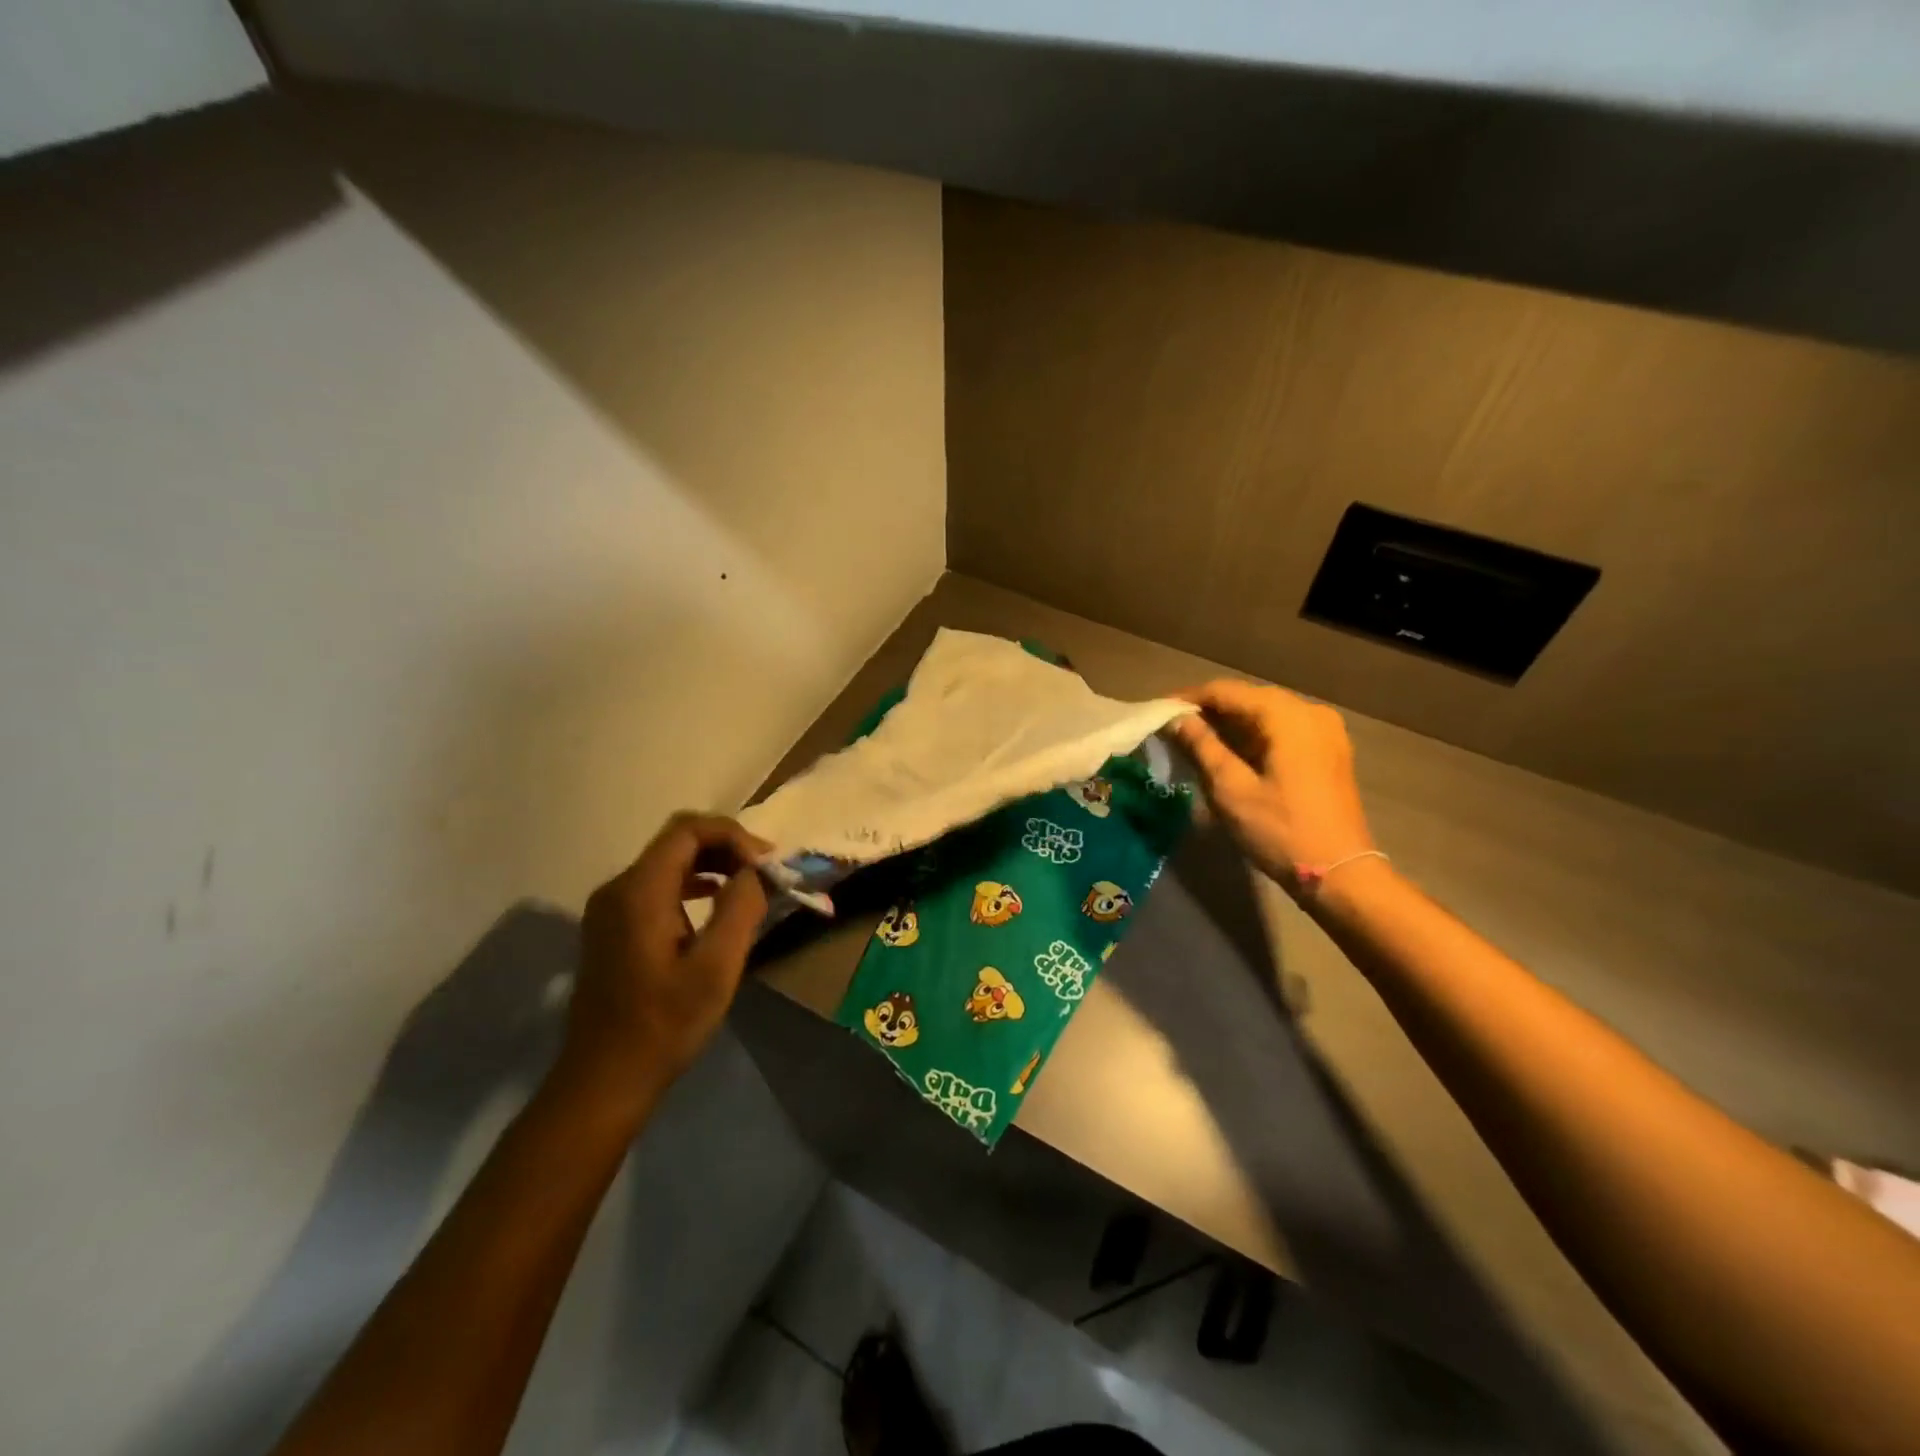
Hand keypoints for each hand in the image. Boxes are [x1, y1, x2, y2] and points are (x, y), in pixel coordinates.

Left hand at [557, 813, 770, 1114]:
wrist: (604, 1079)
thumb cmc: (664, 1024)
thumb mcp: (716, 968)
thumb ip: (740, 909)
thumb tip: (754, 872)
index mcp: (639, 892)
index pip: (687, 830)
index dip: (732, 835)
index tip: (765, 863)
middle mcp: (618, 888)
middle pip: (677, 841)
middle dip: (726, 847)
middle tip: (764, 872)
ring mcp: (611, 908)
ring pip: (668, 862)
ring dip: (712, 864)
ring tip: (749, 885)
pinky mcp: (613, 927)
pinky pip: (658, 886)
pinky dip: (693, 884)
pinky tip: (717, 904)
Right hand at [1171, 680, 1375, 896]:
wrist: (1340, 873)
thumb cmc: (1280, 830)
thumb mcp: (1231, 788)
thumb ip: (1201, 746)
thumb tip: (1177, 719)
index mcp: (1286, 715)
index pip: (1226, 692)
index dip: (1189, 699)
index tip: (1159, 711)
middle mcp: (1310, 712)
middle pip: (1248, 699)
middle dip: (1209, 711)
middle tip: (1173, 728)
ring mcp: (1325, 731)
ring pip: (1265, 715)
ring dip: (1230, 725)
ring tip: (1194, 741)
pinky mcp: (1328, 751)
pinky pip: (1282, 731)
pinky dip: (1252, 737)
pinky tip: (1229, 753)